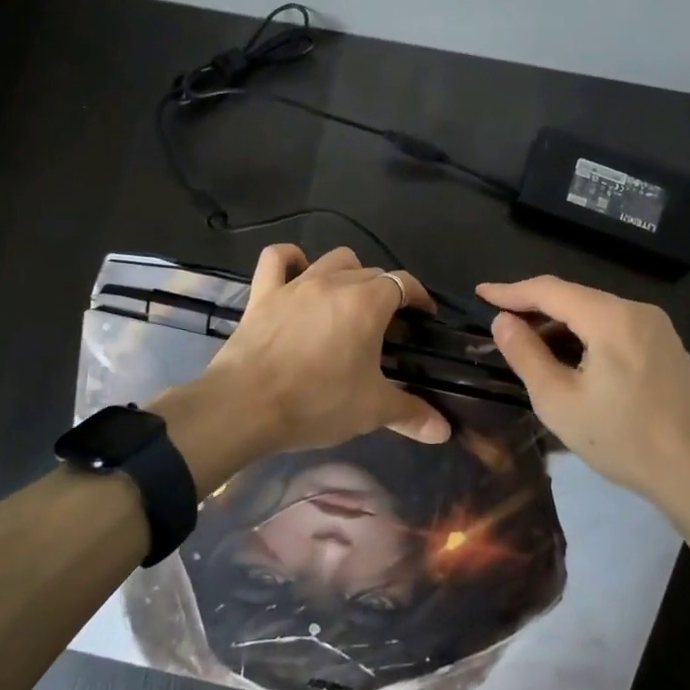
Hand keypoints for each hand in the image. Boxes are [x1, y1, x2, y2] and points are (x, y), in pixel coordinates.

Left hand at [200, 245, 451, 457]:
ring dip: (347, 273)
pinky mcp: (263, 294)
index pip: (403, 283)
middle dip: (385, 292)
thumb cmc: (316, 403)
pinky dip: (290, 258)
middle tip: (386, 326)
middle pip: (370, 272)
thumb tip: (444, 431)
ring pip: (332, 260)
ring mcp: (295, 285)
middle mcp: (334, 283)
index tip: (424, 316)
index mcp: (367, 304)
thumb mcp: (370, 411)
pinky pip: (276, 258)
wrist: (245, 406)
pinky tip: (298, 269)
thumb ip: (411, 414)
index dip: (418, 296)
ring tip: (348, 300)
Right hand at [477, 275, 689, 505]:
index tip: (481, 294)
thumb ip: (526, 355)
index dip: (511, 291)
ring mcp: (658, 327)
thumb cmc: (622, 439)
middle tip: (502, 325)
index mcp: (611, 318)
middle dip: (535, 308)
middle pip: (575, 297)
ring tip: (531, 345)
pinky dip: (587, 334)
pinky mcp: (667, 346)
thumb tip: (502, 321)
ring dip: (561, 324)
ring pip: (596, 312)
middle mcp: (638, 311)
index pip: (550, 290)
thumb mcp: (559, 401)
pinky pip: (617, 327)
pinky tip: (573, 358)